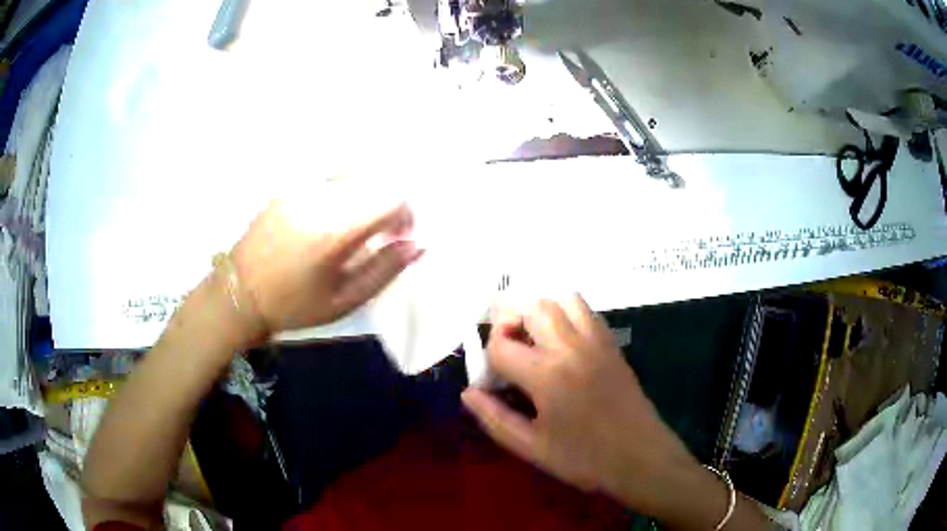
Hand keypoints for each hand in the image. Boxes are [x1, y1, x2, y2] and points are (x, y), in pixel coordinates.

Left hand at [230, 199, 421, 338]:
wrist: (239, 293)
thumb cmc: (294, 305)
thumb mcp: (345, 300)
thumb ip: (384, 269)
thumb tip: (418, 245)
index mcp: (336, 231)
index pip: (391, 200)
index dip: (406, 215)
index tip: (401, 236)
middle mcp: (320, 201)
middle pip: (374, 184)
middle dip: (388, 206)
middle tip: (381, 234)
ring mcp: (301, 191)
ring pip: (352, 179)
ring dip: (365, 199)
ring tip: (355, 228)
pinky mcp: (288, 190)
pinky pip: (327, 181)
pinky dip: (342, 195)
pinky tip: (330, 220)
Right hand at [461, 295, 698, 512]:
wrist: (641, 458)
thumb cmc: (585, 459)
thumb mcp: (532, 448)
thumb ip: (495, 418)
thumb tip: (468, 393)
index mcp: (547, 376)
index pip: (501, 345)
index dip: (487, 361)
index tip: (492, 383)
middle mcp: (570, 348)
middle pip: (531, 307)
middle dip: (509, 322)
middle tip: (508, 351)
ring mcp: (595, 341)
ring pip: (561, 299)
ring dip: (539, 311)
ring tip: (533, 340)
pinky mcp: (611, 344)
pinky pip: (586, 310)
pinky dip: (566, 312)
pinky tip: (561, 341)